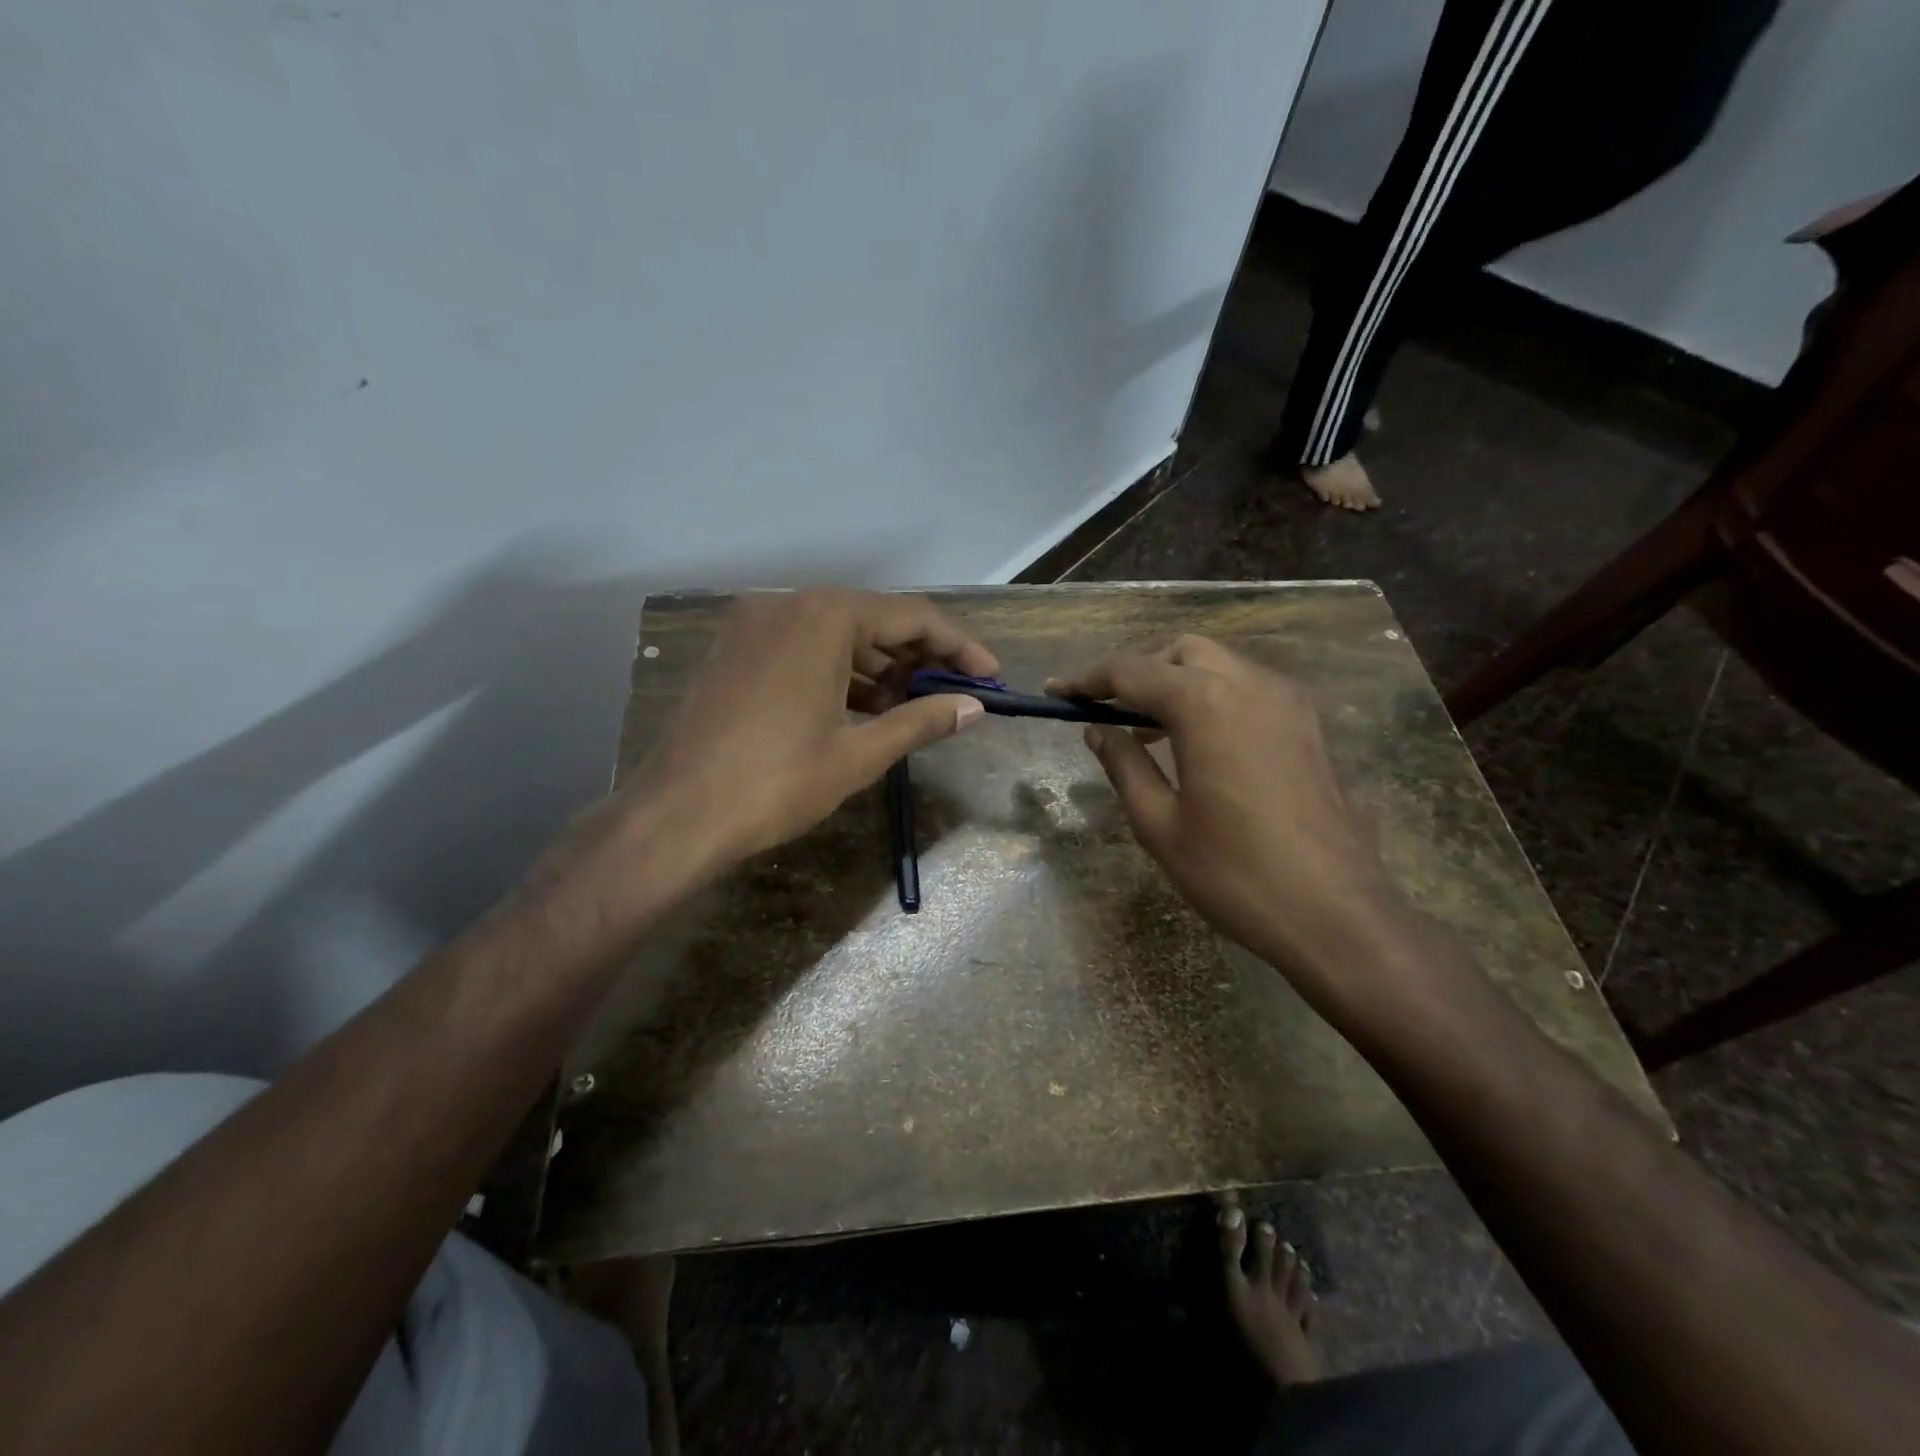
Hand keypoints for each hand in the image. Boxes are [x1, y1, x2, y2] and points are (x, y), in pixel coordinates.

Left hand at [631, 588, 994, 871]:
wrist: (677, 815)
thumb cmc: (777, 782)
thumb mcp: (859, 754)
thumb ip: (921, 721)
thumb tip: (972, 708)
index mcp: (824, 617)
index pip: (912, 617)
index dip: (959, 646)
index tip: (989, 676)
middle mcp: (788, 604)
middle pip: (874, 619)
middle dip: (919, 656)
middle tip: (953, 694)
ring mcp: (754, 625)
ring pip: (837, 634)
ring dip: (880, 666)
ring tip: (913, 707)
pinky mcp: (735, 650)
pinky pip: (803, 647)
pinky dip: (839, 671)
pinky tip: (862, 706)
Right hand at [1050, 636, 1403, 993]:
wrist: (1335, 914)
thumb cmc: (1234, 873)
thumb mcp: (1159, 824)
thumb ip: (1124, 765)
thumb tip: (1098, 730)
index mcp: (1205, 703)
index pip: (1131, 671)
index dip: (1087, 680)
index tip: (1055, 691)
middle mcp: (1249, 685)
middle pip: (1180, 653)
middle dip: (1139, 672)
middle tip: (1109, 714)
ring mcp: (1287, 702)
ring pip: (1219, 665)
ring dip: (1177, 682)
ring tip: (1149, 732)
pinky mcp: (1307, 725)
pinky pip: (1248, 688)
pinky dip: (1213, 696)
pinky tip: (1199, 743)